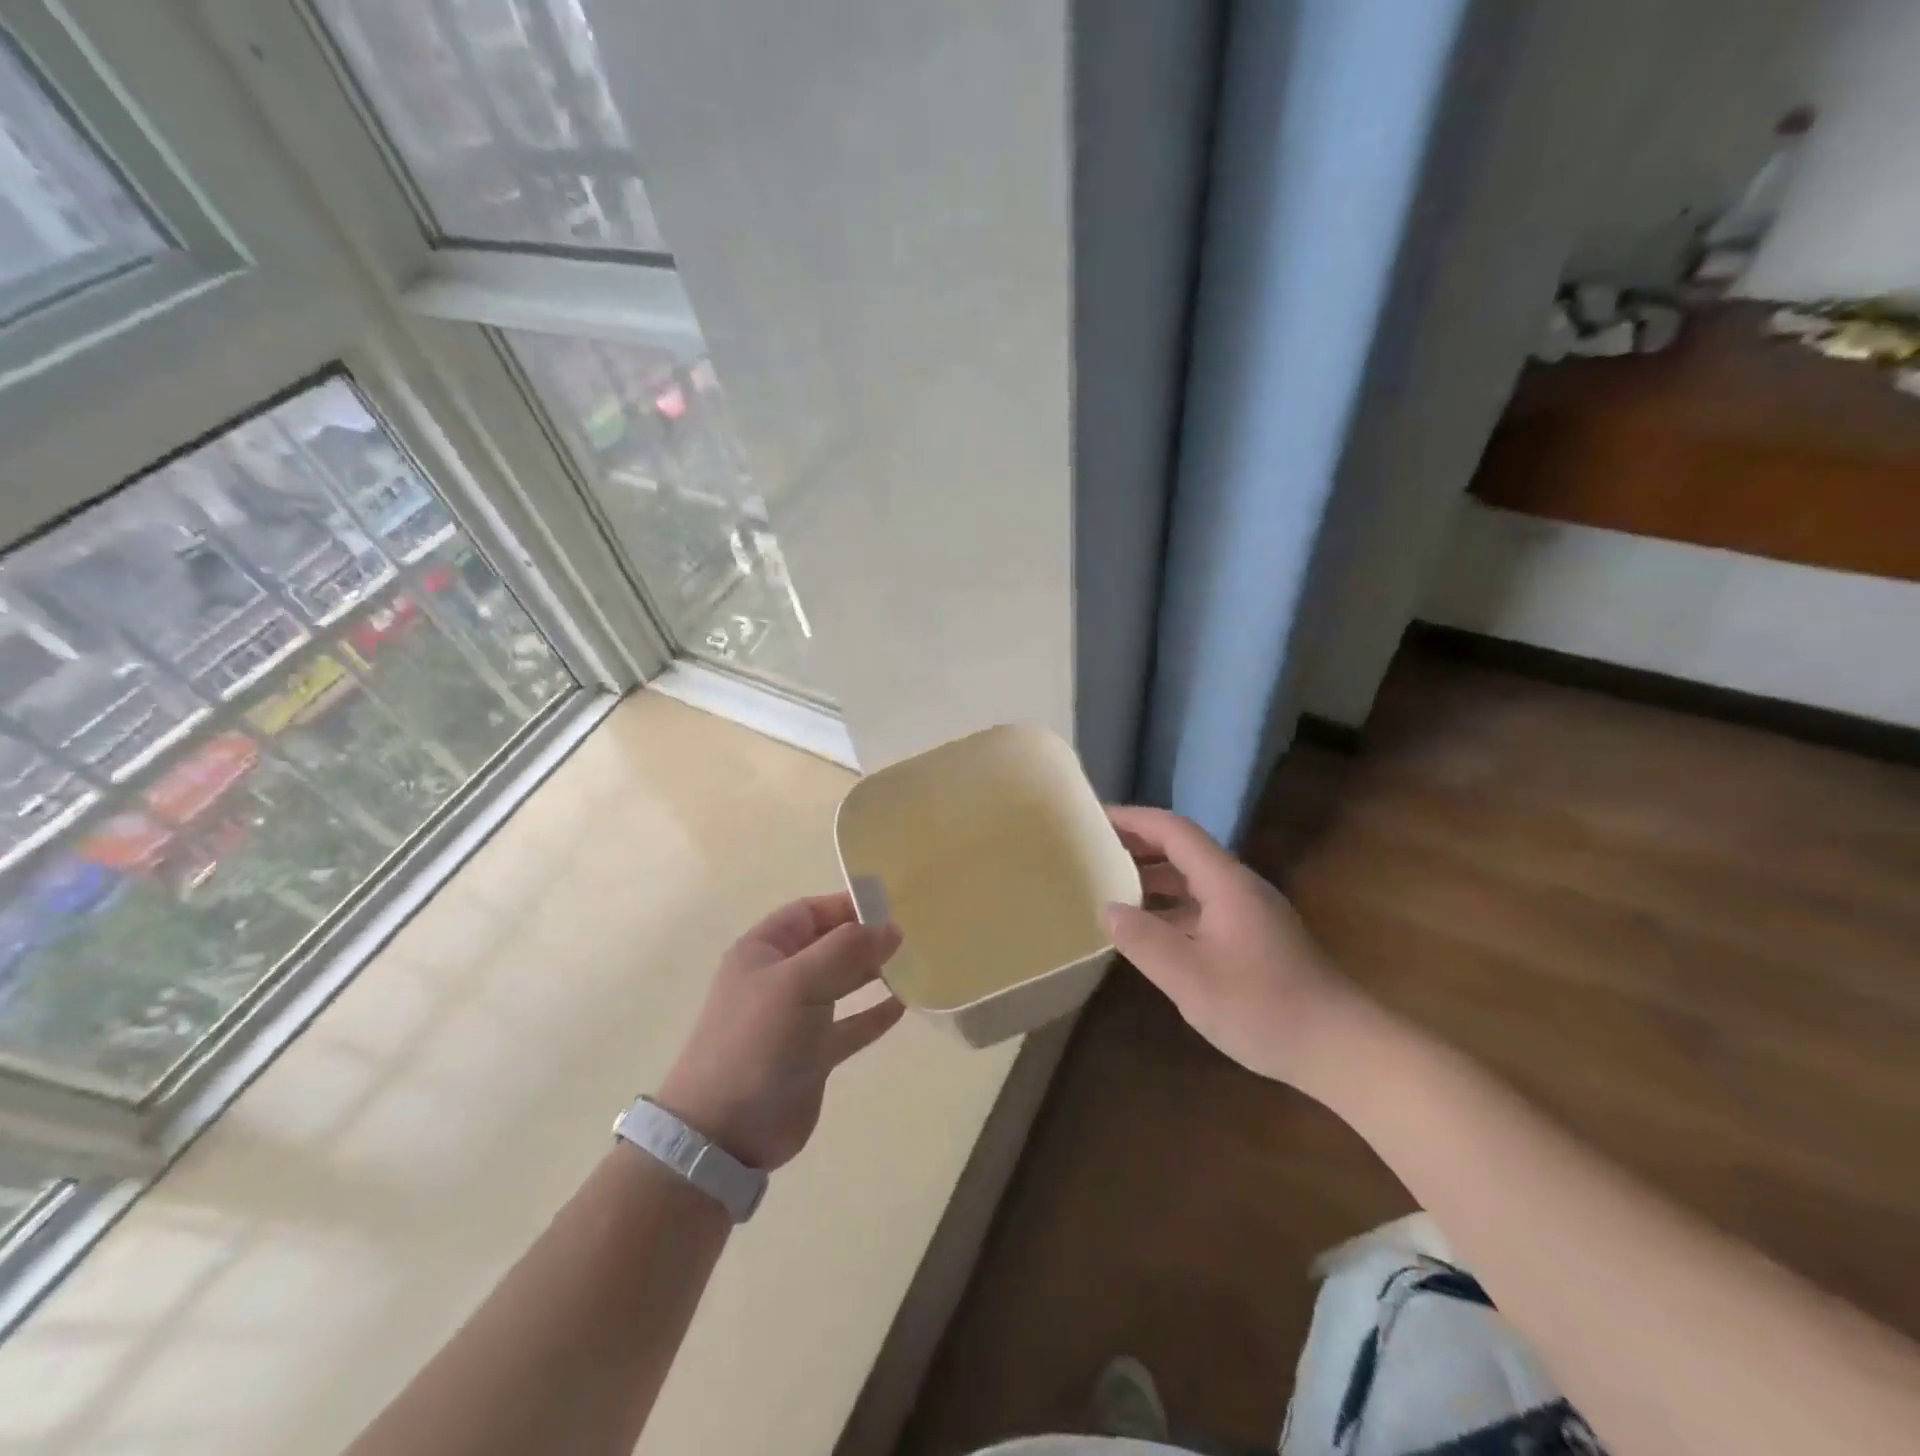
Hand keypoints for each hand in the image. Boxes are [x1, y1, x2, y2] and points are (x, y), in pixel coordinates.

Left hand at [655, 894, 905, 1169]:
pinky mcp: (811, 1054)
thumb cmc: (757, 1041)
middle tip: (910, 936)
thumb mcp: (799, 983)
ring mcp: (795, 1017)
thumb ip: (846, 950)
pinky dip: (872, 1015)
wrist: (725, 1131)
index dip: (847, 905)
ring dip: (872, 974)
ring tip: (912, 964)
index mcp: (764, 950)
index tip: (890, 907)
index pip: (810, 912)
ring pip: (841, 984)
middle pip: (828, 945)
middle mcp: (780, 978)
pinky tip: (902, 1006)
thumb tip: (891, 927)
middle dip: (865, 938)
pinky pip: (849, 1025)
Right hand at [1105, 806, 1351, 1085]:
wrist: (1341, 1048)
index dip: (1133, 819)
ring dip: (1153, 879)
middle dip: (1138, 846)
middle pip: (1183, 851)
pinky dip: (1170, 908)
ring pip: (1193, 881)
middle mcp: (1239, 887)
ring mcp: (1250, 913)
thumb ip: (1144, 940)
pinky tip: (1150, 932)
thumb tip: (1108, 908)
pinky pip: (1202, 907)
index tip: (1095, 817)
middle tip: (1093, 851)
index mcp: (1225, 883)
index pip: (1174, 831)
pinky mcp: (1255, 939)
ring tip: (1110, 887)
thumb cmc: (1263, 1007)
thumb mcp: (1190, 977)